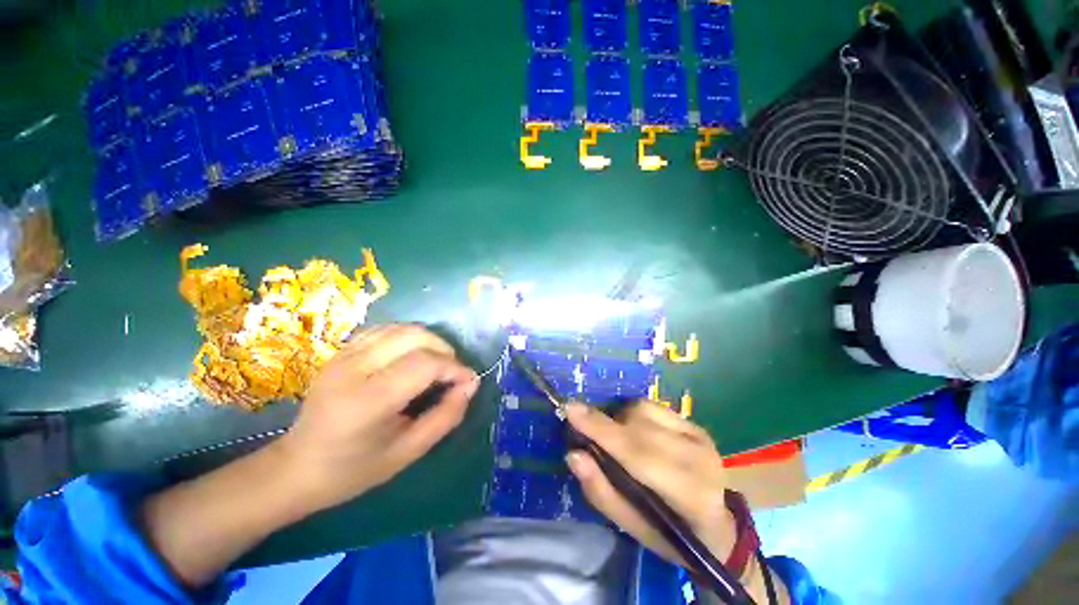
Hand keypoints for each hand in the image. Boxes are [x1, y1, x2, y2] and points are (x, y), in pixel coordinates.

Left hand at [276, 324, 478, 513]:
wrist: (296, 467)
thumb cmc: (354, 470)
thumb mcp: (408, 452)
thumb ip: (446, 416)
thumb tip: (470, 384)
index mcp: (367, 401)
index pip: (424, 363)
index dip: (454, 368)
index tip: (468, 382)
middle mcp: (353, 369)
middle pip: (415, 336)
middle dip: (445, 350)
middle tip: (452, 374)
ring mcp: (344, 355)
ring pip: (402, 328)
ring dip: (429, 341)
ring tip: (436, 364)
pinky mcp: (341, 350)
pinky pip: (386, 330)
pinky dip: (409, 337)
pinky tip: (413, 356)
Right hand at [565, 401, 736, 568]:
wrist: (718, 527)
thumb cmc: (671, 535)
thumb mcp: (632, 528)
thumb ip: (601, 492)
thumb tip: (573, 455)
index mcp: (689, 494)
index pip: (636, 453)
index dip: (601, 429)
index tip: (569, 410)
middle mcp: (698, 457)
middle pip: (637, 425)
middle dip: (604, 424)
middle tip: (583, 429)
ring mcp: (699, 435)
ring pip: (642, 409)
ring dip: (620, 419)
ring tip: (617, 440)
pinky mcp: (695, 424)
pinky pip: (652, 406)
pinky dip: (634, 414)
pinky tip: (634, 431)